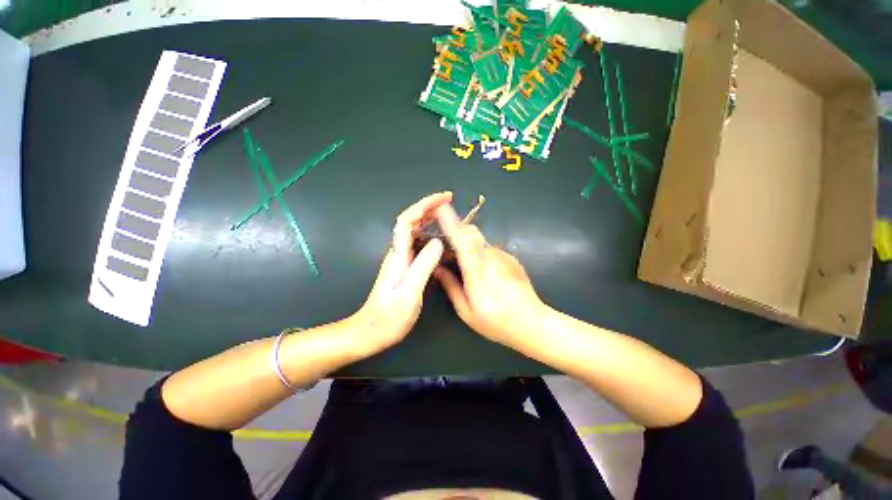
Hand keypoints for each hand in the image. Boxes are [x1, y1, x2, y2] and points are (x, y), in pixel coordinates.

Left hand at [349, 192, 451, 354]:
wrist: (370, 332)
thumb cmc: (389, 317)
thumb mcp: (409, 293)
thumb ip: (423, 266)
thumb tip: (439, 242)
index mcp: (398, 255)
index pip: (408, 220)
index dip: (425, 205)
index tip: (444, 198)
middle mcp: (397, 252)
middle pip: (410, 220)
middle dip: (428, 206)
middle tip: (449, 201)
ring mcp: (399, 258)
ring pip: (413, 229)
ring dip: (429, 217)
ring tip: (447, 213)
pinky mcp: (403, 265)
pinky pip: (416, 241)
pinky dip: (428, 232)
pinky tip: (438, 236)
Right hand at [433, 204, 548, 348]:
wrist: (533, 323)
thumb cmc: (497, 323)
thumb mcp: (467, 312)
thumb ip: (451, 287)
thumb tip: (437, 269)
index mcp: (478, 275)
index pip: (464, 243)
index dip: (452, 225)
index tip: (441, 209)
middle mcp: (492, 259)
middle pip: (472, 234)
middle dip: (456, 227)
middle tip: (443, 235)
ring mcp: (504, 257)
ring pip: (480, 240)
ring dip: (467, 241)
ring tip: (460, 257)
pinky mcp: (511, 257)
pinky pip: (489, 248)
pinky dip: (479, 250)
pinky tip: (481, 268)